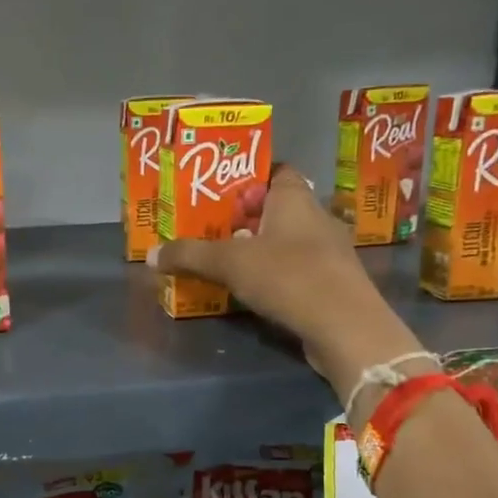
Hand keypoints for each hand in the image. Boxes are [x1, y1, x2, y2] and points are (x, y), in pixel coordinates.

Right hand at [148, 166, 423, 407]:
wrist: (345, 326)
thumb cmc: (288, 276)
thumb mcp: (229, 263)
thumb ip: (190, 255)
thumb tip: (151, 255)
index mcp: (295, 198)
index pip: (276, 171)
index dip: (248, 177)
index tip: (219, 191)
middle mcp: (316, 217)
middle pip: (276, 208)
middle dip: (245, 217)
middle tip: (210, 228)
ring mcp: (328, 252)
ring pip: (287, 241)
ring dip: (259, 249)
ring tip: (224, 261)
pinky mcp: (332, 283)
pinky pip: (296, 269)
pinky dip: (274, 275)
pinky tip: (252, 290)